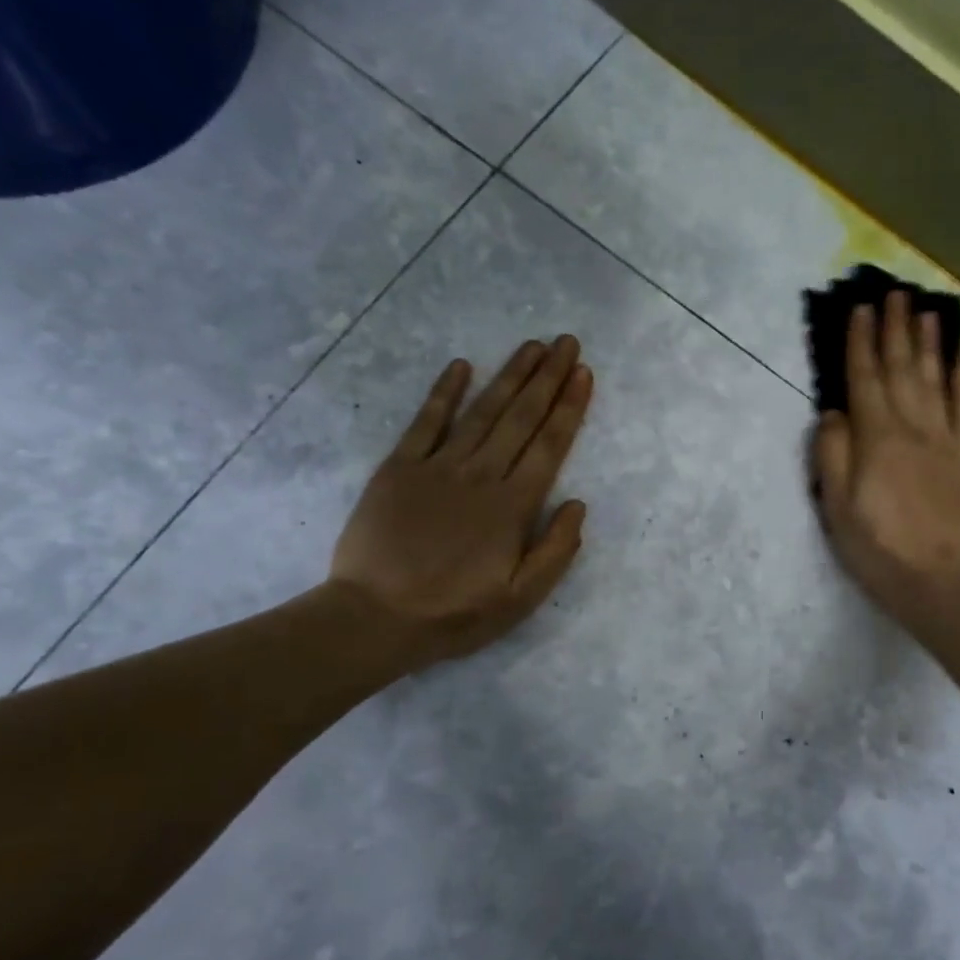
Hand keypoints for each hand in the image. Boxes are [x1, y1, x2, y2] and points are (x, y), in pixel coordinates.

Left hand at [330, 336, 593, 669]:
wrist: (375, 618)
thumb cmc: (455, 614)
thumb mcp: (521, 599)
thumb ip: (556, 551)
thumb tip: (578, 504)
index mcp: (513, 507)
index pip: (549, 446)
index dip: (569, 407)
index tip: (584, 374)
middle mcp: (481, 476)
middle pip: (521, 418)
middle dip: (547, 378)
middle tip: (567, 342)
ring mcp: (437, 467)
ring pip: (482, 412)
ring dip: (509, 376)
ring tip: (532, 345)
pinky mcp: (398, 468)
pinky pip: (425, 422)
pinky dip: (444, 392)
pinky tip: (462, 366)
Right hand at [812, 292, 959, 629]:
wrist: (940, 583)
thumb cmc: (878, 549)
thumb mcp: (836, 508)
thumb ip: (832, 455)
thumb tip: (834, 413)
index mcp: (877, 439)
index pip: (866, 379)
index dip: (861, 343)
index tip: (861, 309)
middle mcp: (913, 430)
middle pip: (903, 370)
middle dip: (896, 330)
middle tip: (894, 294)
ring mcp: (946, 443)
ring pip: (937, 382)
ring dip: (930, 344)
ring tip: (926, 312)